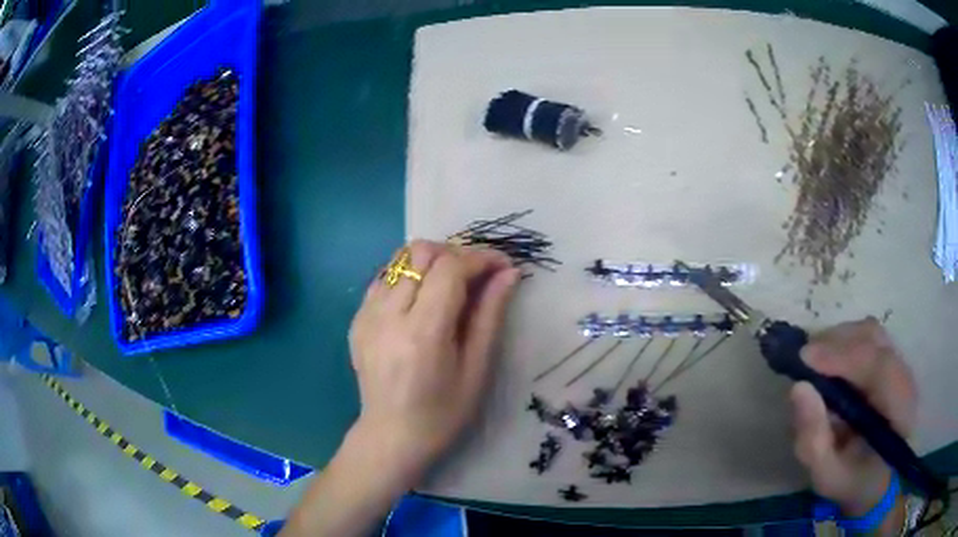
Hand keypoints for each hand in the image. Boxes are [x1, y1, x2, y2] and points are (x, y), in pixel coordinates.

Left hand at [348, 240, 520, 484]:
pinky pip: (384, 277)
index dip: (481, 258)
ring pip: (399, 258)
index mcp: (422, 333)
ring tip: (452, 282)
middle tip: (478, 275)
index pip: (450, 268)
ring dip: (431, 261)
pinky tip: (422, 298)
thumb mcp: (477, 369)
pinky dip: (408, 275)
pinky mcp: (357, 319)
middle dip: (456, 253)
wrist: (391, 437)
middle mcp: (388, 315)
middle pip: (420, 252)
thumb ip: (490, 315)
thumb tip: (509, 274)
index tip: (503, 265)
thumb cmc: (443, 414)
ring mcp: (366, 315)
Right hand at [790, 318, 916, 517]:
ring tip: (813, 361)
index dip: (843, 356)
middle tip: (802, 360)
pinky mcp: (891, 361)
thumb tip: (798, 388)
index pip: (879, 367)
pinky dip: (845, 343)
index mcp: (900, 411)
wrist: (877, 481)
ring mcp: (901, 364)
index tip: (804, 358)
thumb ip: (813, 440)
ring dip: (839, 340)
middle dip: (836, 343)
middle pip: (874, 339)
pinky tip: (828, 362)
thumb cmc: (853, 483)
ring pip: (871, 332)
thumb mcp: (828, 476)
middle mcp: (905, 377)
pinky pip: (868, 338)